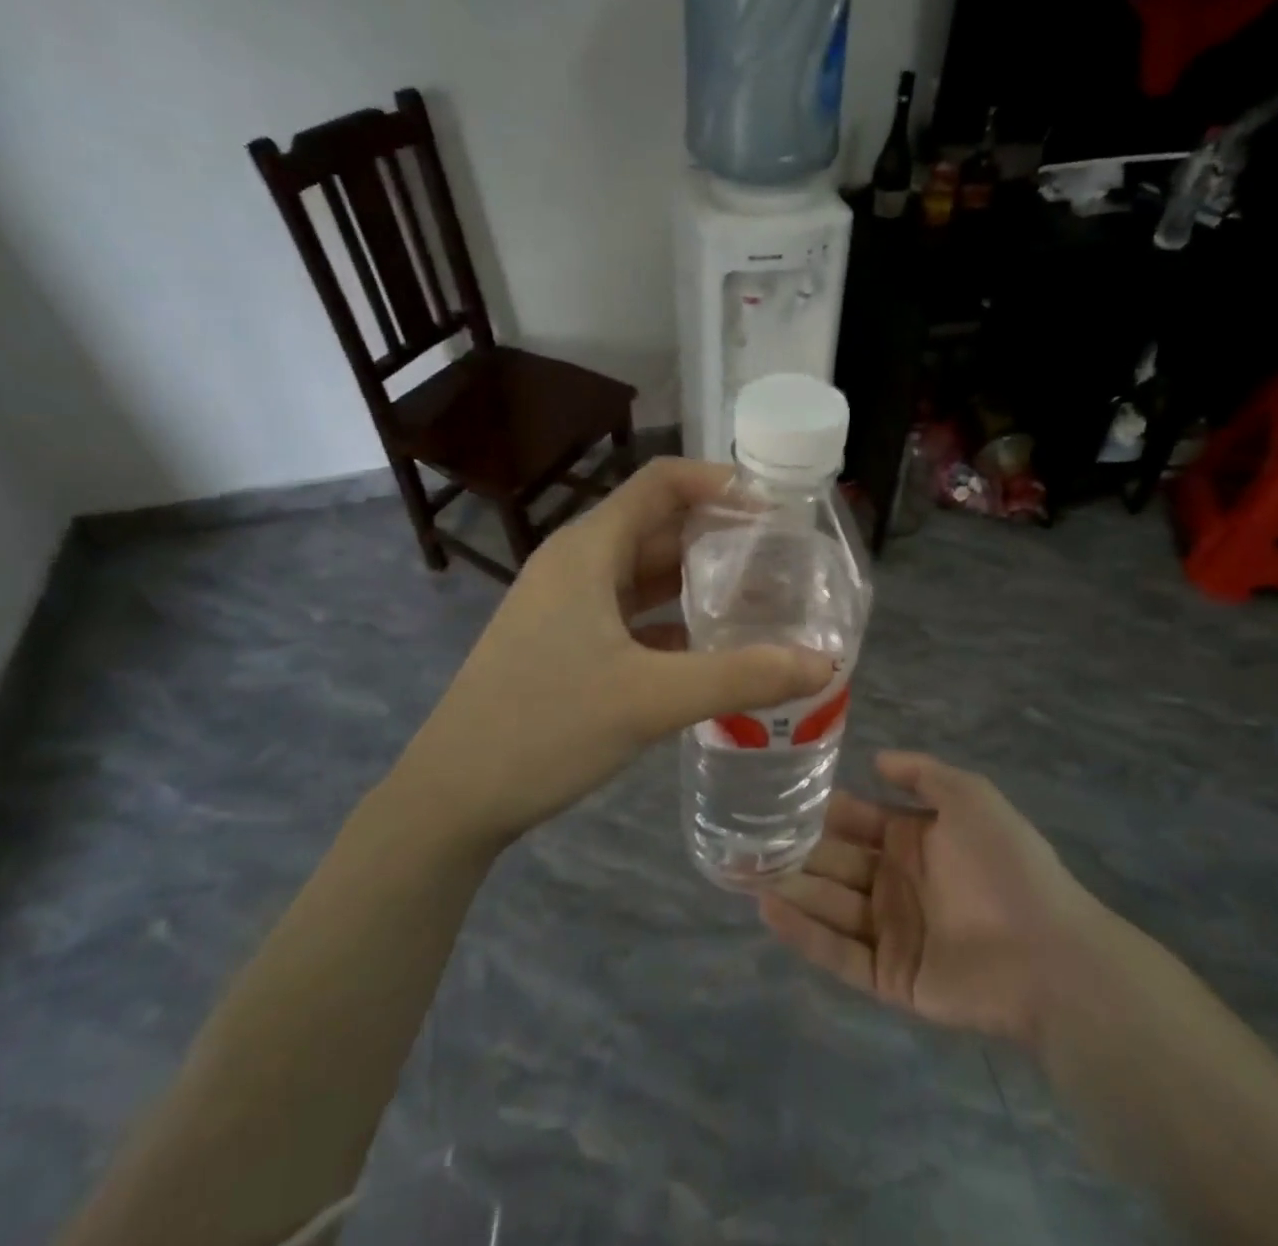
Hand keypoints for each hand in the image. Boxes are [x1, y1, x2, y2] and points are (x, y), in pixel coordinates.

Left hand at [395, 458, 833, 850]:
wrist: (452, 796)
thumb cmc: (544, 727)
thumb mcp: (650, 699)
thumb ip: (741, 676)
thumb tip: (825, 664)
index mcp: (589, 549)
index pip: (663, 482)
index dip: (721, 483)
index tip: (777, 507)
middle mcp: (578, 563)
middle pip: (659, 526)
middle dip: (721, 536)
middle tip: (784, 559)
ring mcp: (568, 604)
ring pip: (646, 573)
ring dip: (699, 580)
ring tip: (761, 598)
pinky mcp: (567, 642)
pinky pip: (632, 612)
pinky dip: (674, 619)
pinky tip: (714, 646)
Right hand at [760, 751, 1131, 1048]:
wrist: (1049, 953)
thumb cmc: (1006, 864)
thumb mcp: (970, 796)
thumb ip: (922, 773)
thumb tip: (876, 758)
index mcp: (913, 840)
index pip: (855, 820)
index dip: (820, 810)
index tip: (777, 798)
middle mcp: (896, 882)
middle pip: (835, 863)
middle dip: (793, 851)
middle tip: (742, 840)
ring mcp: (891, 931)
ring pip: (830, 905)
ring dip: (790, 888)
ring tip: (741, 872)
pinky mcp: (890, 976)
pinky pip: (839, 953)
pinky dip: (804, 933)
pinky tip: (768, 909)